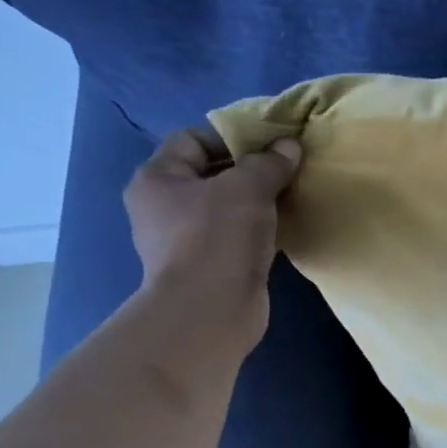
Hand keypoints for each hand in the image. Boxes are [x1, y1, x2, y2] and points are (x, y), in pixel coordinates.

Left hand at [122, 128, 302, 354]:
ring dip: (255, 204)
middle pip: (210, 175)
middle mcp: (162, 207)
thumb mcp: (248, 188)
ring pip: (224, 208)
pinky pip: (234, 237)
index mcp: (157, 178)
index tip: (270, 146)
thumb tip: (289, 146)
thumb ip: (269, 163)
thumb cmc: (218, 237)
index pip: (192, 140)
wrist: (210, 310)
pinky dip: (257, 231)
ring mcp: (183, 240)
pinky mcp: (206, 267)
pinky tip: (282, 231)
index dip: (231, 138)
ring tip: (289, 200)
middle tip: (286, 171)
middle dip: (248, 171)